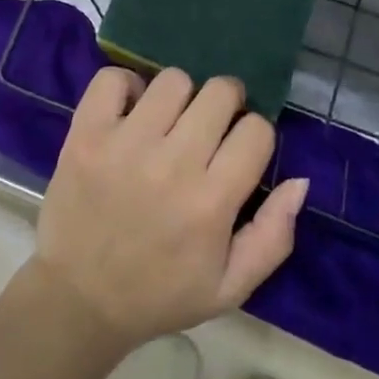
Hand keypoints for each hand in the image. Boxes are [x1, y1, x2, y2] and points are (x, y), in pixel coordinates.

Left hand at [33, 68, 307, 349]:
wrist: (79, 300)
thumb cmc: (159, 294)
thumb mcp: (230, 287)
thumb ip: (273, 236)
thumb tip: (300, 181)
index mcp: (211, 202)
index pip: (256, 130)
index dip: (253, 135)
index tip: (238, 150)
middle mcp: (172, 164)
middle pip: (219, 92)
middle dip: (224, 104)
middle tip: (208, 127)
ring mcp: (125, 143)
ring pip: (173, 80)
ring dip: (179, 96)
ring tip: (168, 122)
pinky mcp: (86, 133)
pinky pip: (113, 78)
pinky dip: (126, 86)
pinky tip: (129, 112)